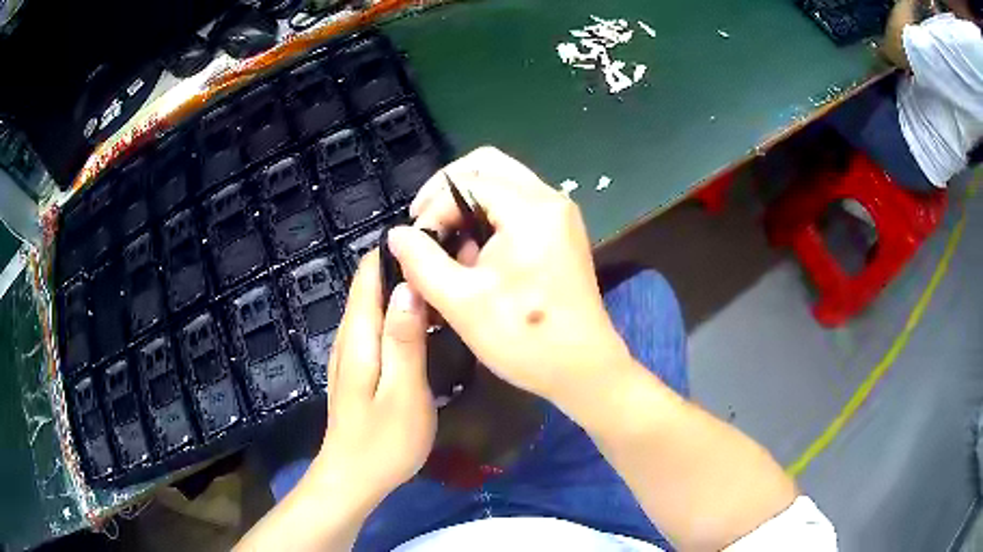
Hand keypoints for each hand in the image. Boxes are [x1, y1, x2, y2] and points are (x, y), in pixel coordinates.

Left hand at [314, 251, 436, 503]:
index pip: (369, 272)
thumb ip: (404, 339)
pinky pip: (376, 324)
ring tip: (444, 286)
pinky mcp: (357, 366)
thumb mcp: (404, 392)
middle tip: (451, 265)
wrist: (354, 478)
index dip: (399, 251)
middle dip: (406, 267)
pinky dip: (399, 313)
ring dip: (404, 289)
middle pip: (371, 284)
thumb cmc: (384, 441)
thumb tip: (408, 285)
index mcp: (358, 334)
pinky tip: (425, 322)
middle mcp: (349, 334)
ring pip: (375, 303)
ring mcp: (350, 351)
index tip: (436, 242)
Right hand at [386, 146, 632, 406]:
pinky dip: (487, 217)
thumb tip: (396, 234)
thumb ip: (421, 260)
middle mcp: (549, 199)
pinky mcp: (560, 232)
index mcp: (530, 209)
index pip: (465, 181)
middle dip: (446, 190)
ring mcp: (559, 214)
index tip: (414, 242)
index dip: (431, 208)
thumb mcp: (461, 301)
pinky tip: (474, 253)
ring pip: (502, 182)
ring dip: (466, 204)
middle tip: (424, 224)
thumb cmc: (524, 339)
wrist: (583, 369)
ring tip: (448, 243)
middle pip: (487, 165)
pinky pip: (516, 204)